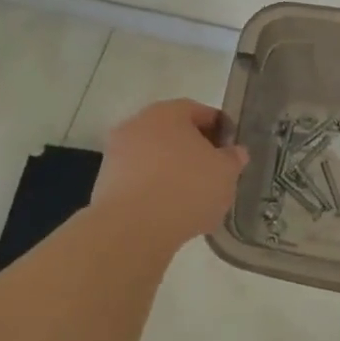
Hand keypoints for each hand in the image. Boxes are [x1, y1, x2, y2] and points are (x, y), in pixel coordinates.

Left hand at [92, 99, 248, 246]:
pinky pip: (139, 180)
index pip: (199, 111)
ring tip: (193, 198)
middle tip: (213, 173)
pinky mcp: (105, 183)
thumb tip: (234, 152)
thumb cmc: (187, 189)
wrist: (132, 229)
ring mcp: (117, 153)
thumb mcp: (225, 173)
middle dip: (193, 151)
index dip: (219, 129)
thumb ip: (233, 158)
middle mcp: (138, 124)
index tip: (230, 150)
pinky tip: (169, 212)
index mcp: (168, 113)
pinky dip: (154, 191)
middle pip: (173, 133)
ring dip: (172, 172)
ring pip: (154, 157)